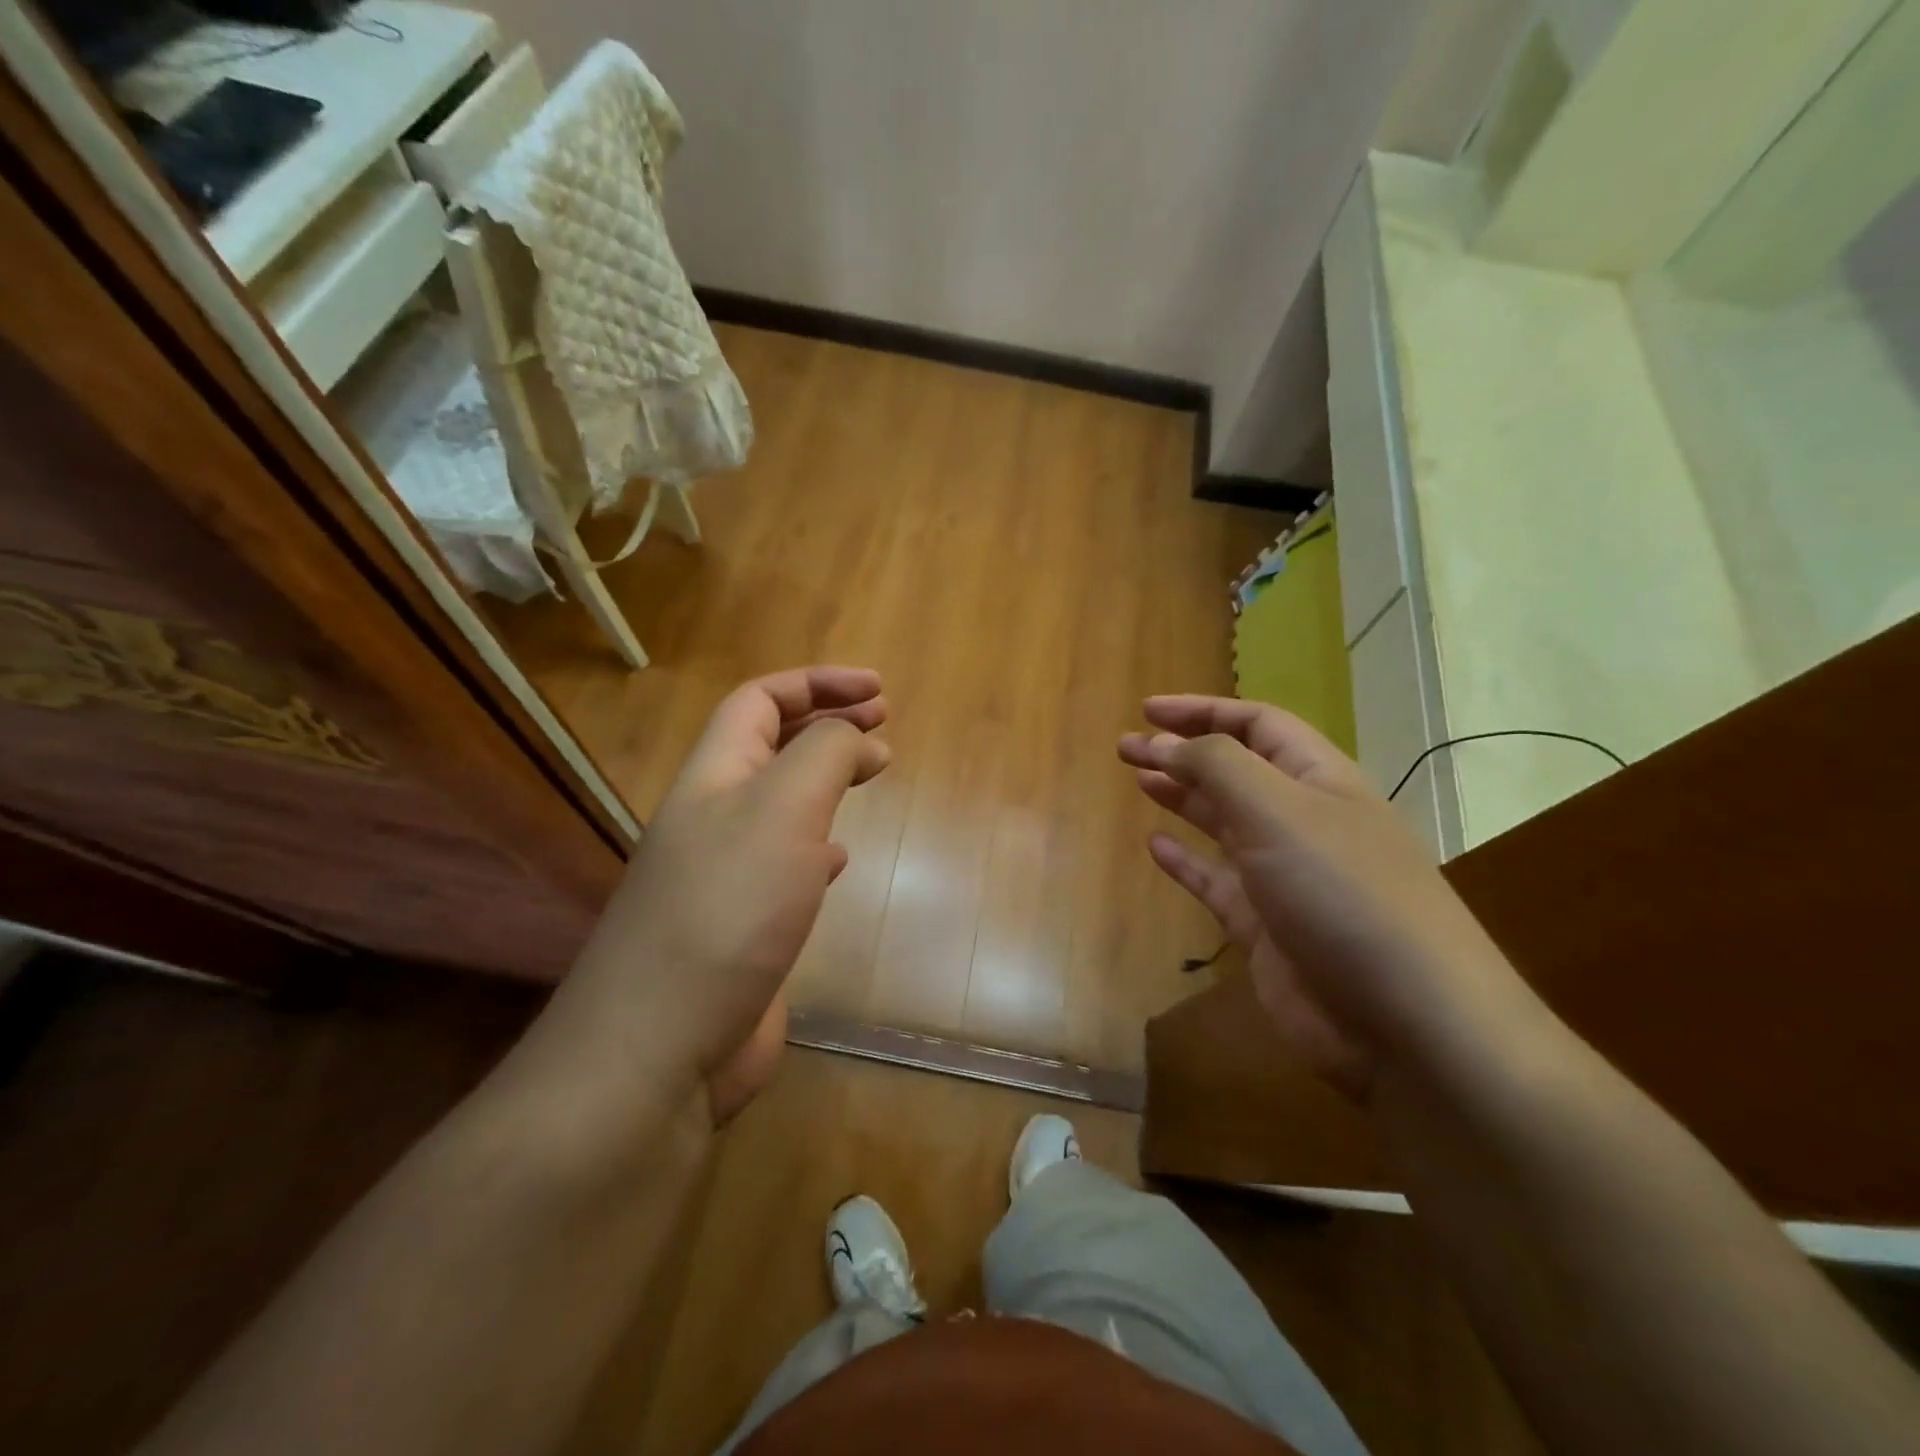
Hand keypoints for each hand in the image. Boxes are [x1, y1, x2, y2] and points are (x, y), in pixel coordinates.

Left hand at [559, 668, 889, 1122]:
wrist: (660, 1046)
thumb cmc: (728, 909)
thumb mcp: (784, 808)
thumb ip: (823, 754)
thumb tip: (854, 737)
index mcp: (714, 776)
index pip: (760, 700)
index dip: (817, 682)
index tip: (879, 691)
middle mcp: (713, 817)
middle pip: (769, 745)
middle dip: (826, 722)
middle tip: (883, 723)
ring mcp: (724, 874)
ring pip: (780, 803)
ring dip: (825, 779)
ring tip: (870, 775)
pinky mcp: (741, 926)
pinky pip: (784, 862)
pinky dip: (818, 845)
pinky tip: (838, 859)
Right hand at [1120, 696, 1519, 1099]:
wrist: (1405, 1020)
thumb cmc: (1343, 892)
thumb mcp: (1278, 811)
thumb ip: (1217, 766)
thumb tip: (1164, 741)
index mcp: (1319, 779)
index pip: (1257, 725)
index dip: (1203, 711)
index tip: (1148, 710)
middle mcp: (1303, 820)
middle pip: (1235, 770)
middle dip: (1182, 751)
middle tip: (1127, 746)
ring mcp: (1285, 876)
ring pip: (1224, 822)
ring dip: (1182, 797)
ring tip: (1138, 779)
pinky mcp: (1267, 927)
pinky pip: (1217, 881)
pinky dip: (1187, 861)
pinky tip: (1156, 846)